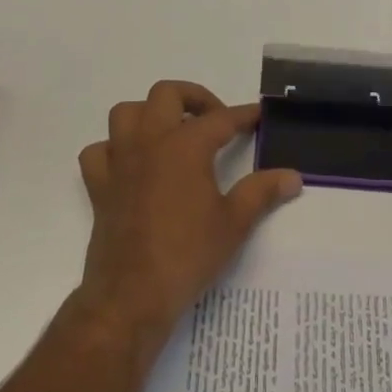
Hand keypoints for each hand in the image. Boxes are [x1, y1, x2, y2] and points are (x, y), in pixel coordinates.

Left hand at [76, 81, 301, 343]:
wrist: (131, 296)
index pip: (221, 118)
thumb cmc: (187, 255)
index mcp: (185, 145)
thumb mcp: (234, 223)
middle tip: (213, 121)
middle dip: (193, 98)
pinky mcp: (100, 186)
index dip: (243, 115)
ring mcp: (120, 162)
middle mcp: (150, 142)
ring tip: (171, 133)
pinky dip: (112, 149)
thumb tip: (293, 177)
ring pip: (126, 113)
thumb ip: (262, 192)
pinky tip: (131, 165)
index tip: (258, 115)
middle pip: (167, 94)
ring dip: (149, 114)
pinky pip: (98, 151)